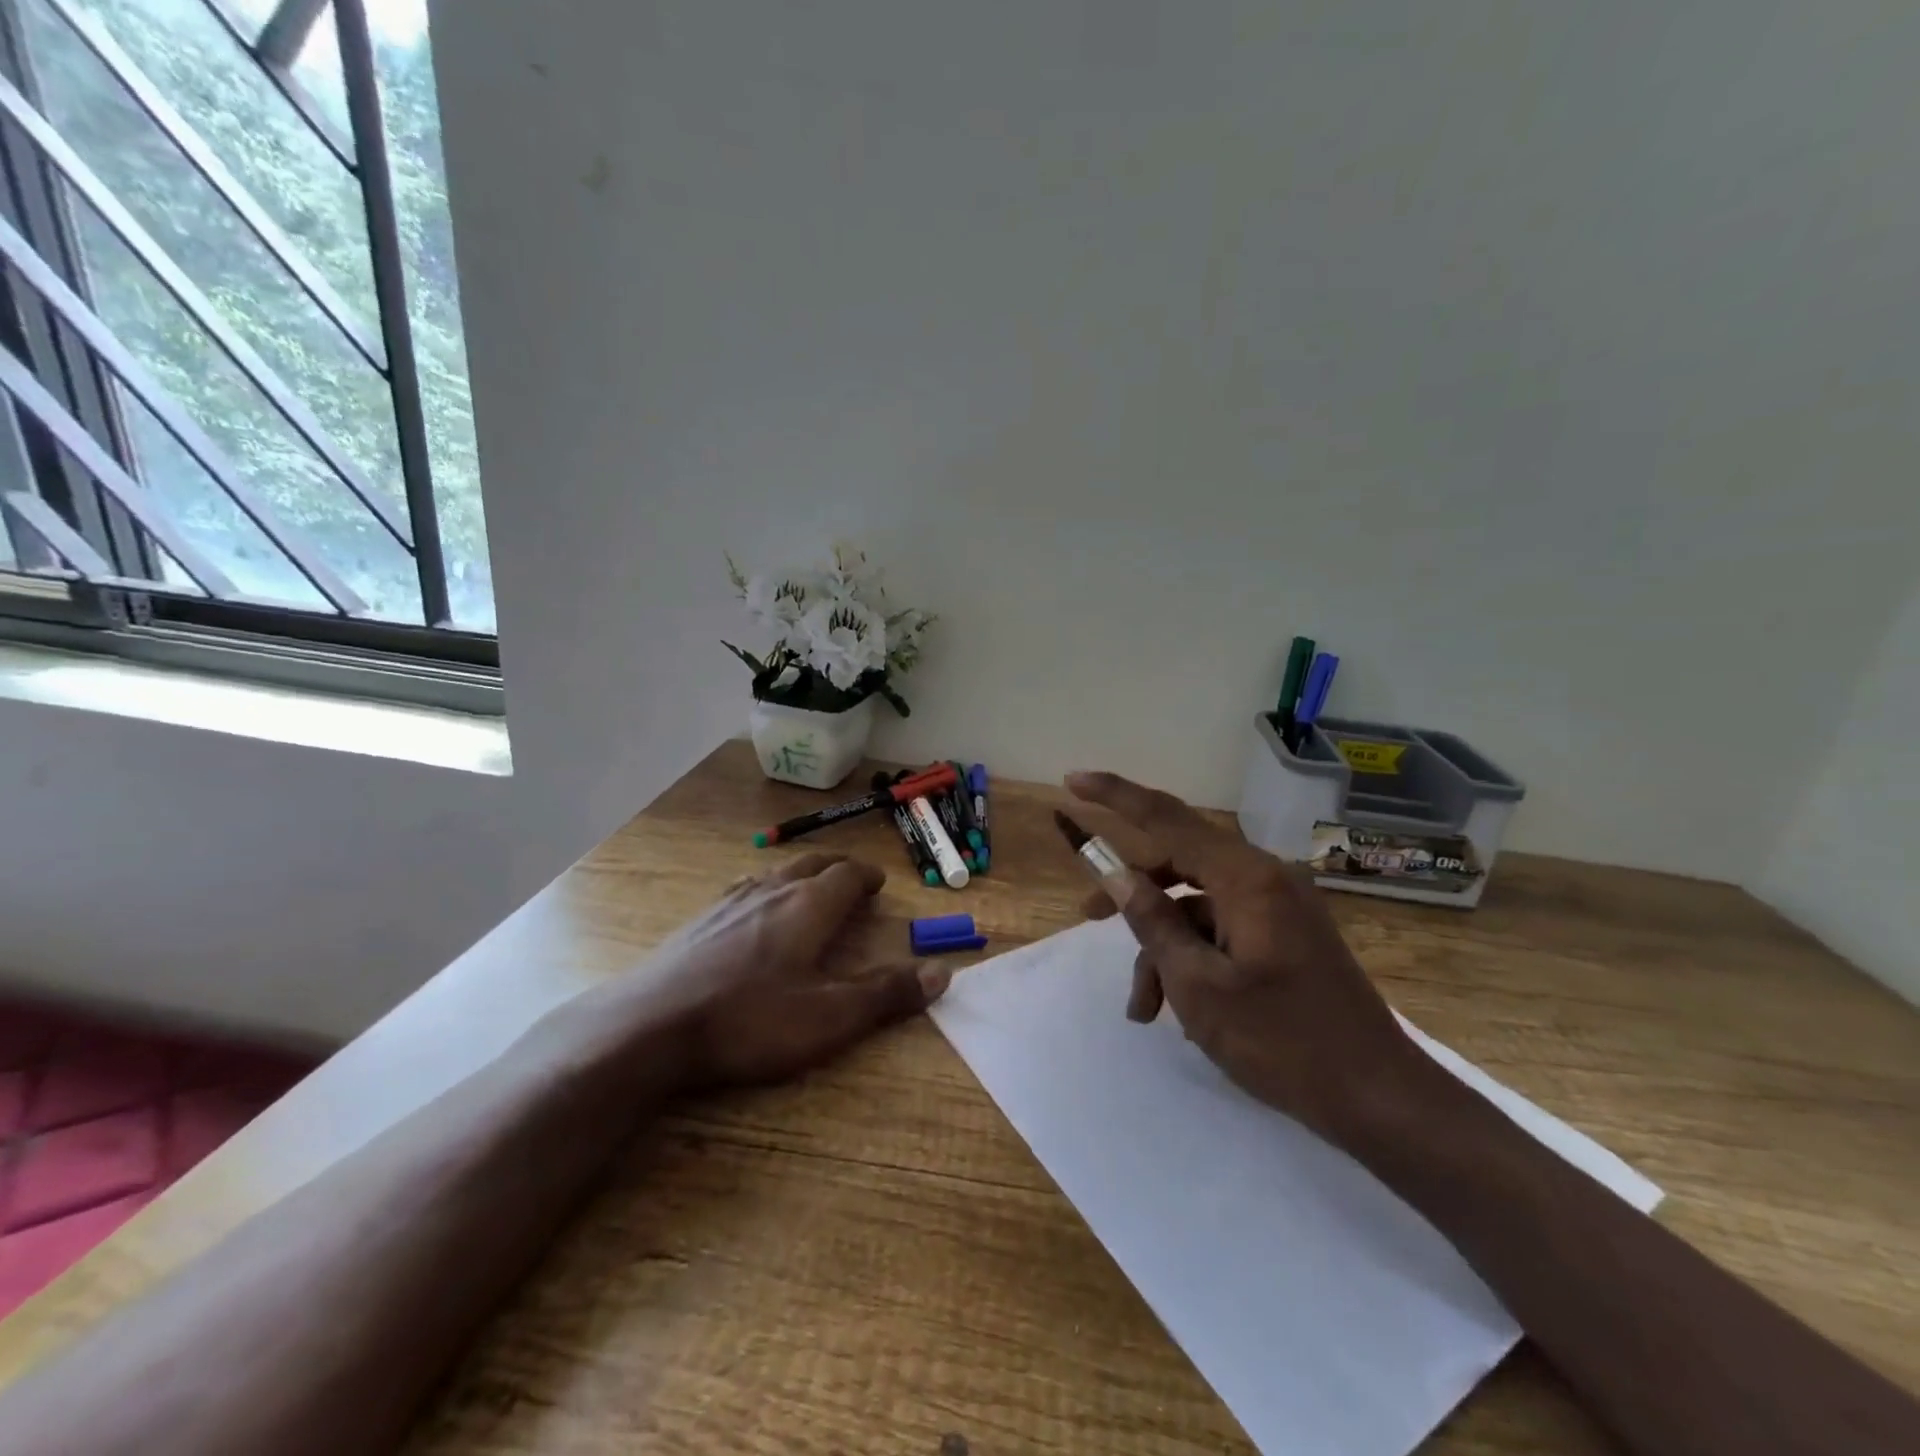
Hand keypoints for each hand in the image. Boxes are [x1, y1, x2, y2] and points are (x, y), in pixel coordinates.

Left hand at [632, 852, 947, 1089]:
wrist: (649, 1027)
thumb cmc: (749, 1020)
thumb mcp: (829, 1017)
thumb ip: (886, 994)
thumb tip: (942, 971)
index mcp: (809, 906)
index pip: (847, 874)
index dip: (867, 877)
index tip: (878, 884)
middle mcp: (772, 891)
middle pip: (812, 864)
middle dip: (836, 868)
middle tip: (850, 879)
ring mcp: (729, 902)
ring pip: (774, 873)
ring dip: (799, 874)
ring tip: (806, 887)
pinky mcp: (698, 921)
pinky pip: (742, 889)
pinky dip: (763, 889)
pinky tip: (750, 911)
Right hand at [1065, 771, 1428, 1142]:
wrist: (1378, 1097)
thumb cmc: (1283, 1042)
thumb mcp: (1200, 986)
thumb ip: (1153, 922)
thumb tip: (1117, 877)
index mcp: (1246, 878)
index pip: (1166, 818)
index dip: (1115, 796)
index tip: (1073, 780)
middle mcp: (1264, 877)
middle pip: (1178, 862)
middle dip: (1132, 894)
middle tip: (1085, 917)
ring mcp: (1278, 906)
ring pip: (1196, 906)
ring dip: (1162, 947)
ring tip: (1144, 1009)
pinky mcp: (1284, 933)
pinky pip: (1222, 928)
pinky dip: (1193, 958)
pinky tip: (1179, 1010)